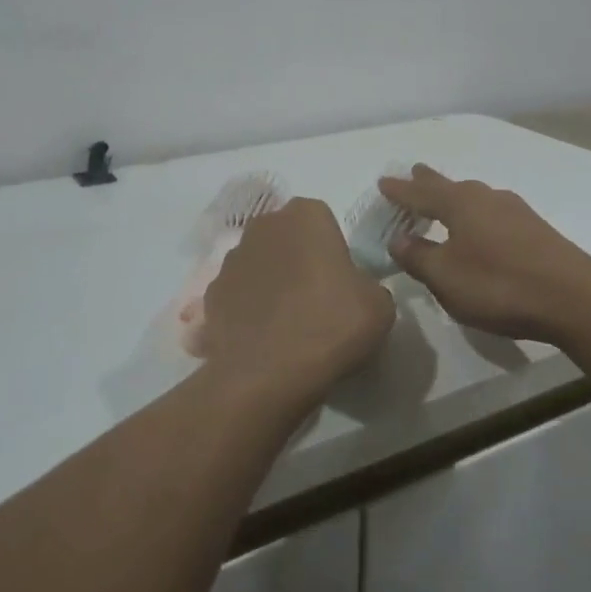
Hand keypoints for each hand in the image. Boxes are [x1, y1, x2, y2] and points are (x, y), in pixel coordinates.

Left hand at [200, 198, 394, 400]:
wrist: (266, 375)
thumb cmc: (330, 325)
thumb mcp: (379, 305)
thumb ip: (367, 284)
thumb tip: (352, 290)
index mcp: (306, 216)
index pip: (322, 219)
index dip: (332, 248)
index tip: (341, 280)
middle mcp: (264, 226)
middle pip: (287, 237)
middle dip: (299, 258)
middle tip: (318, 298)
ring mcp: (232, 259)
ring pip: (260, 263)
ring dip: (273, 282)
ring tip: (289, 323)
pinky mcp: (211, 293)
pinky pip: (239, 294)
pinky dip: (250, 308)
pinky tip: (263, 337)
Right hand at [377, 165, 590, 349]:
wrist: (575, 299)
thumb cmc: (500, 286)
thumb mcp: (446, 278)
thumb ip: (418, 256)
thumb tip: (398, 238)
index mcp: (459, 204)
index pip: (420, 193)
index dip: (399, 190)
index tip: (382, 182)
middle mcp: (486, 198)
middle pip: (449, 186)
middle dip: (428, 182)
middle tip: (414, 173)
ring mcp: (514, 211)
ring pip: (474, 197)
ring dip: (454, 197)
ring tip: (444, 198)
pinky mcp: (535, 229)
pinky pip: (492, 212)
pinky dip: (475, 214)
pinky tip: (481, 225)